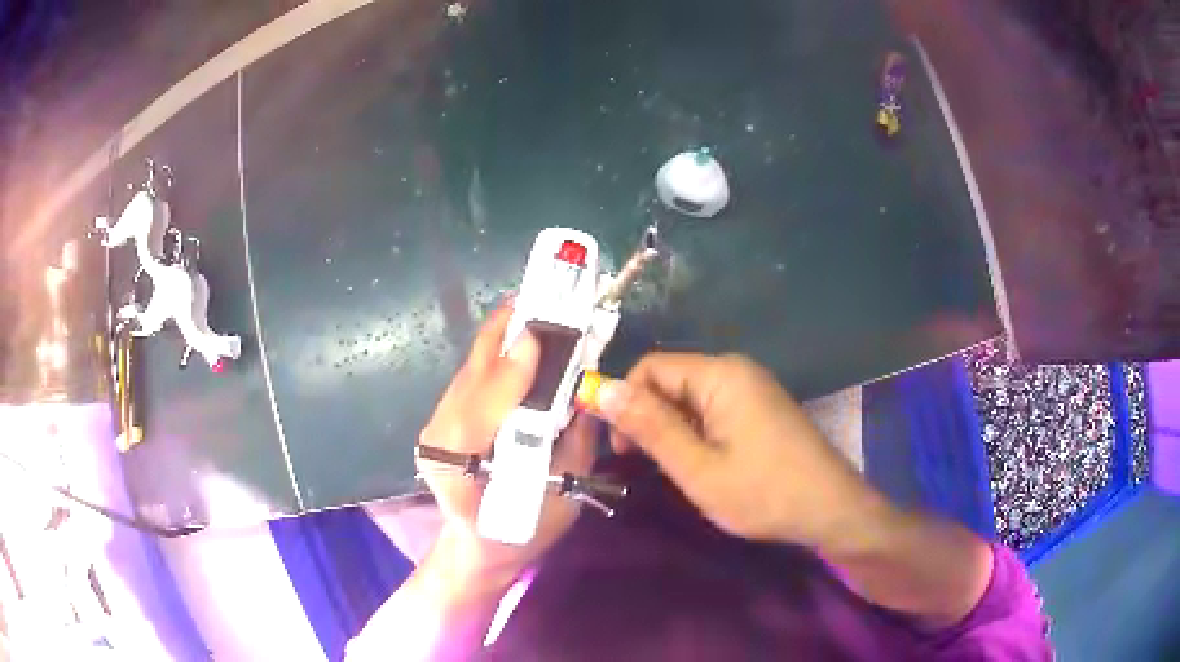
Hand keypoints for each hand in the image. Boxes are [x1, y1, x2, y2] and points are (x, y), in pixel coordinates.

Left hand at [416, 302, 595, 583]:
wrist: (477, 550)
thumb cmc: (524, 531)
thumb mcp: (563, 496)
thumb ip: (574, 443)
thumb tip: (582, 386)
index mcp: (467, 468)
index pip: (482, 405)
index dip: (512, 366)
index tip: (540, 334)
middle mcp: (440, 438)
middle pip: (472, 373)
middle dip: (507, 331)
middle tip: (547, 300)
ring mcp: (435, 427)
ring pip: (470, 368)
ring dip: (503, 337)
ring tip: (540, 312)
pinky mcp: (438, 422)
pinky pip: (472, 378)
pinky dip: (498, 355)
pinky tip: (522, 343)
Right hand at [590, 353, 886, 549]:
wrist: (831, 509)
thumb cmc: (764, 493)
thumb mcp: (698, 469)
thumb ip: (650, 427)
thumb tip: (600, 389)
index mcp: (720, 374)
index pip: (650, 368)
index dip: (624, 402)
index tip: (621, 450)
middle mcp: (736, 369)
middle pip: (670, 380)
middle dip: (648, 418)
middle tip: (646, 466)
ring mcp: (751, 387)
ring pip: (689, 397)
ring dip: (671, 429)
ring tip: (676, 470)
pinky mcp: (759, 406)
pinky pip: (711, 408)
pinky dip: (695, 432)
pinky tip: (701, 463)